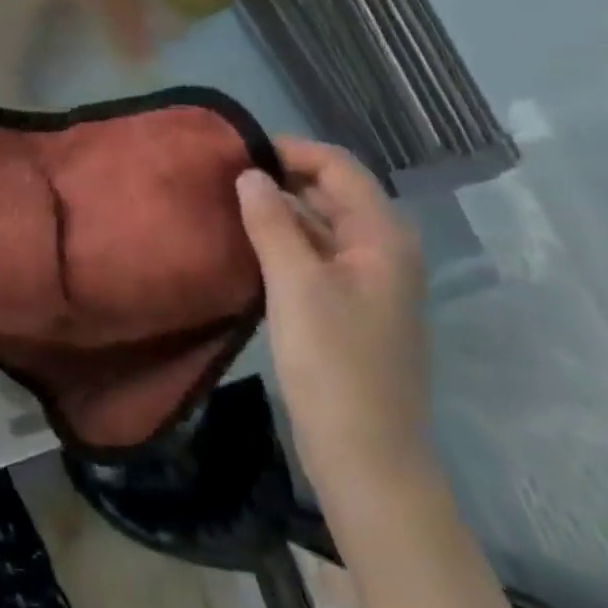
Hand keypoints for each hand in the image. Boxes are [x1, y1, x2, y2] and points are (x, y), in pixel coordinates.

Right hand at [238, 137, 430, 503]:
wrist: (367, 458)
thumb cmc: (333, 362)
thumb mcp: (295, 284)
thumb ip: (271, 221)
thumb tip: (250, 174)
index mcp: (382, 236)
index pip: (338, 167)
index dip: (291, 150)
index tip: (239, 151)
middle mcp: (383, 249)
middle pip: (332, 192)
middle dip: (282, 177)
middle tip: (225, 176)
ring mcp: (369, 280)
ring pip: (321, 224)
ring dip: (280, 210)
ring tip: (228, 204)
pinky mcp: (351, 306)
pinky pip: (316, 254)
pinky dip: (285, 241)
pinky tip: (248, 245)